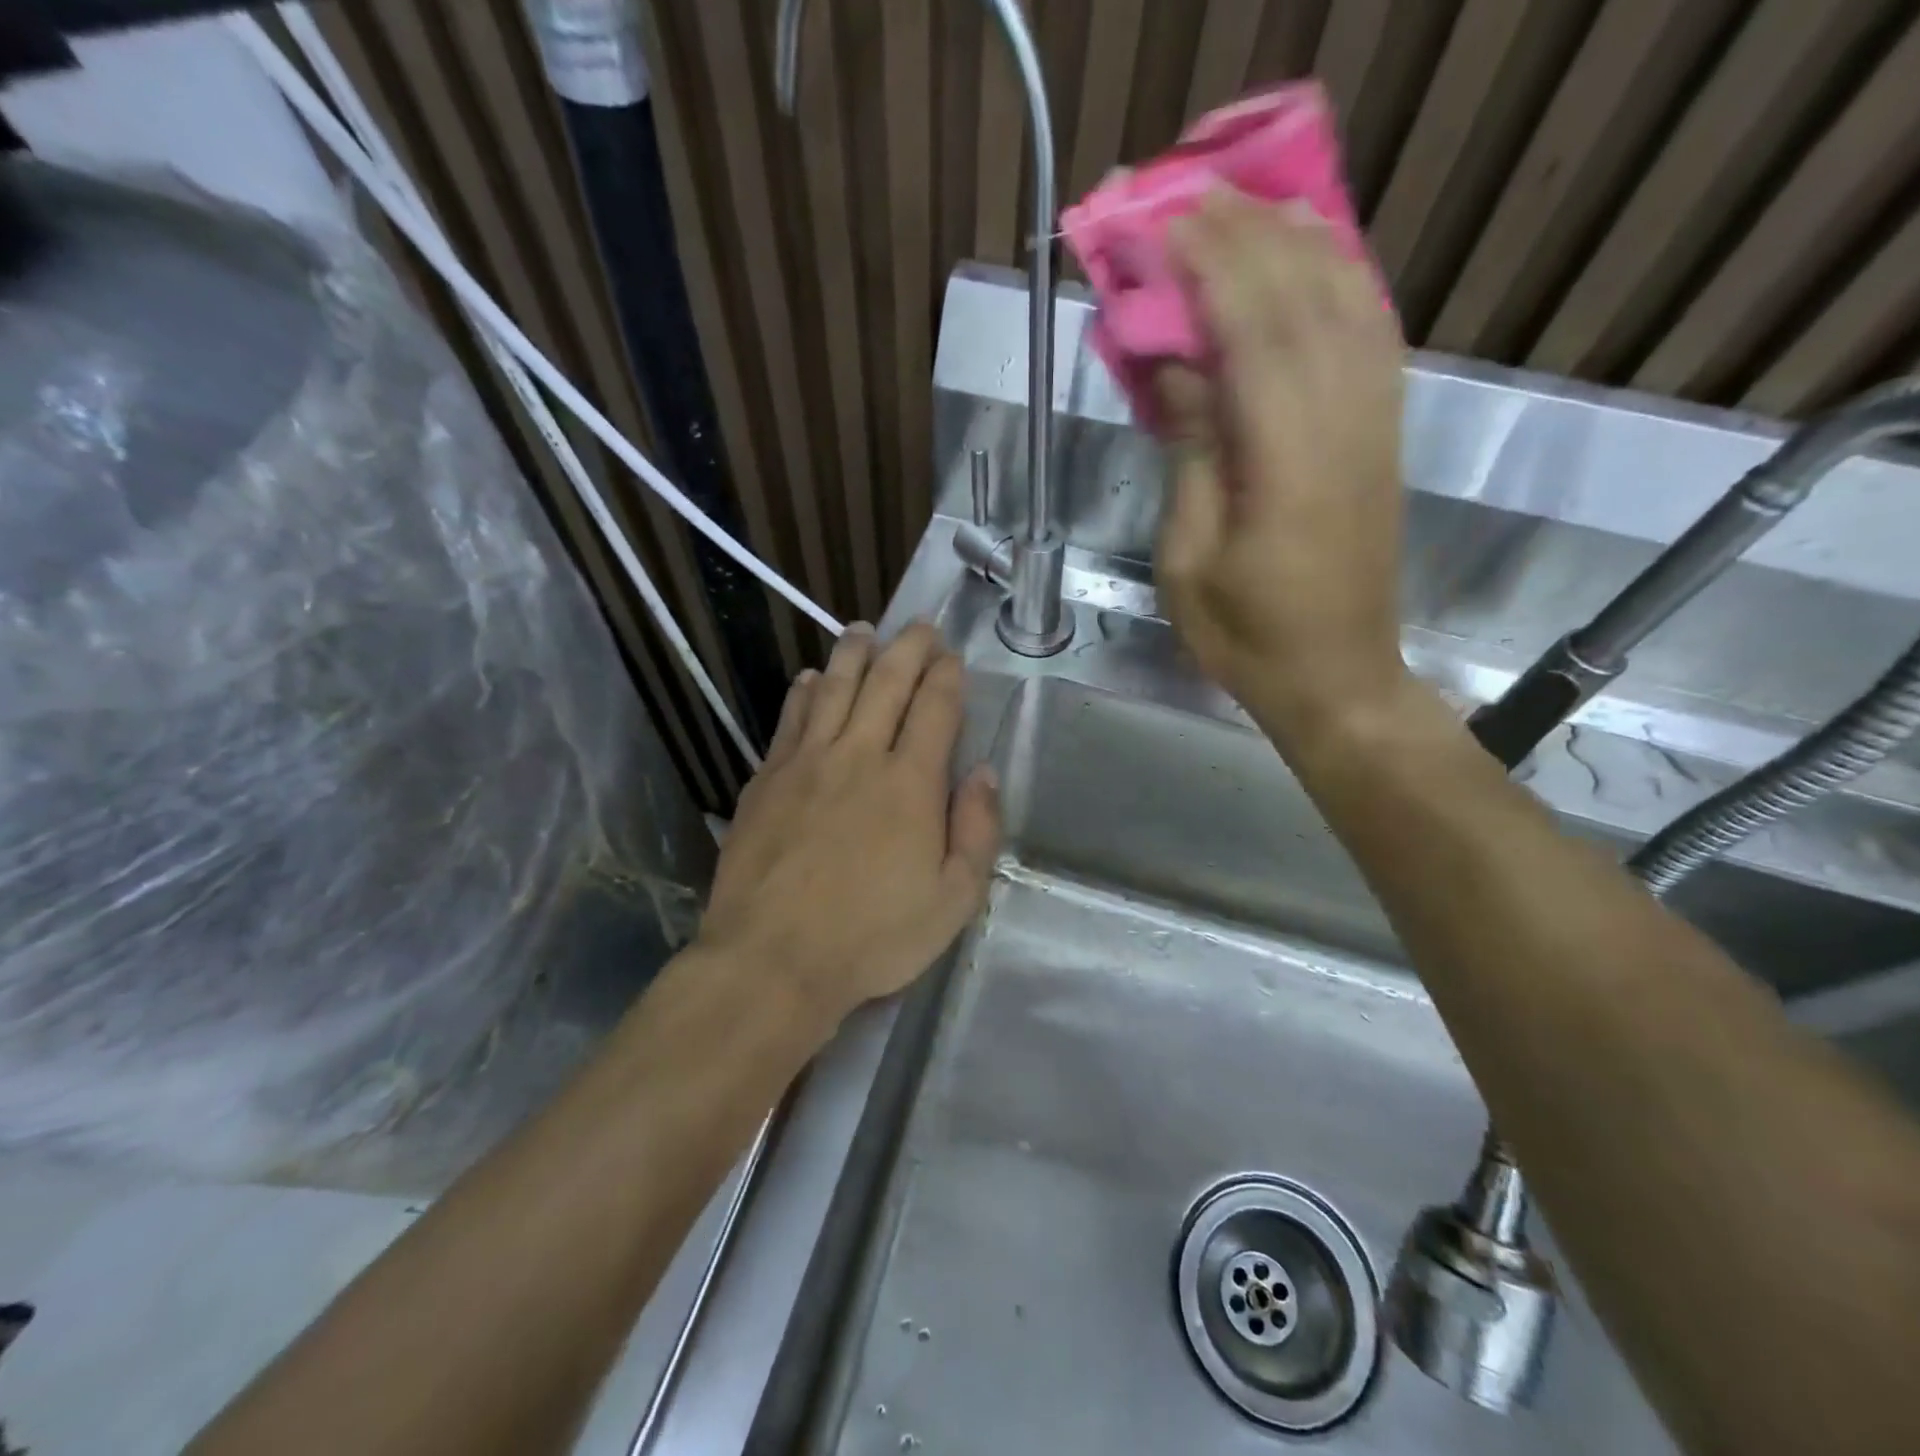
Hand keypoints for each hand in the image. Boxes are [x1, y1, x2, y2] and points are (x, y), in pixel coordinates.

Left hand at [696, 623, 1000, 1027]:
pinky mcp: (766, 779)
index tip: (952, 657)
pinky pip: (789, 719)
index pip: (934, 708)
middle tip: (919, 626)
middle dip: (908, 648)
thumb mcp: (953, 900)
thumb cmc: (873, 937)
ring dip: (853, 654)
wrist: (773, 959)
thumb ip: (976, 831)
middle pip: (886, 683)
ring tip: (863, 631)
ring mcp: (806, 763)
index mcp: (910, 783)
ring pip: (832, 688)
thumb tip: (983, 772)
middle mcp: (858, 756)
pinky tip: (808, 678)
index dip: (946, 676)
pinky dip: (802, 691)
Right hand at [1153, 192, 1410, 746]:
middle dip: (1246, 240)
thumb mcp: (1190, 563)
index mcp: (1285, 467)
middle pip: (1305, 301)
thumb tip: (1179, 368)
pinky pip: (1373, 337)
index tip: (1163, 226)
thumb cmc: (1246, 638)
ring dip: (1298, 246)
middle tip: (1189, 202)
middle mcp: (1343, 428)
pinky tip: (1311, 263)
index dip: (1211, 269)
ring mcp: (1375, 427)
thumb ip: (1191, 458)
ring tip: (1246, 212)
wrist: (1338, 680)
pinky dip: (1342, 283)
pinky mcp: (1385, 437)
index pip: (1254, 335)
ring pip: (1350, 305)